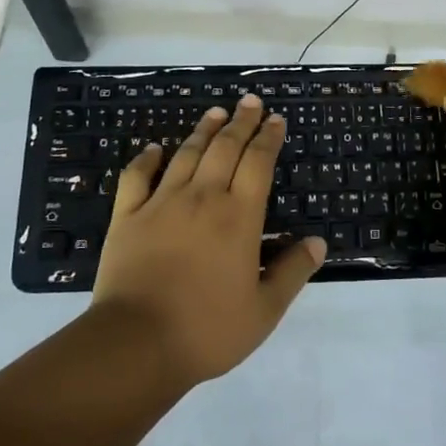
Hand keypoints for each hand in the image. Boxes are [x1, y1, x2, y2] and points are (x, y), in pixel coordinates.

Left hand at [92, 94, 324, 385]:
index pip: (259, 163)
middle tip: (250, 101)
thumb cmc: (207, 330)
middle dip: (241, 122)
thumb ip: (292, 272)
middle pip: (225, 148)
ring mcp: (161, 203)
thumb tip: (317, 242)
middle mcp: (203, 198)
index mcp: (239, 217)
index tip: (275, 119)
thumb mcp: (264, 311)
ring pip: (186, 154)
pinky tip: (154, 149)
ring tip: (215, 112)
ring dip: (203, 130)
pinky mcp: (127, 216)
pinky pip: (137, 177)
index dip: (268, 138)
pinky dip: (146, 159)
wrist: (136, 344)